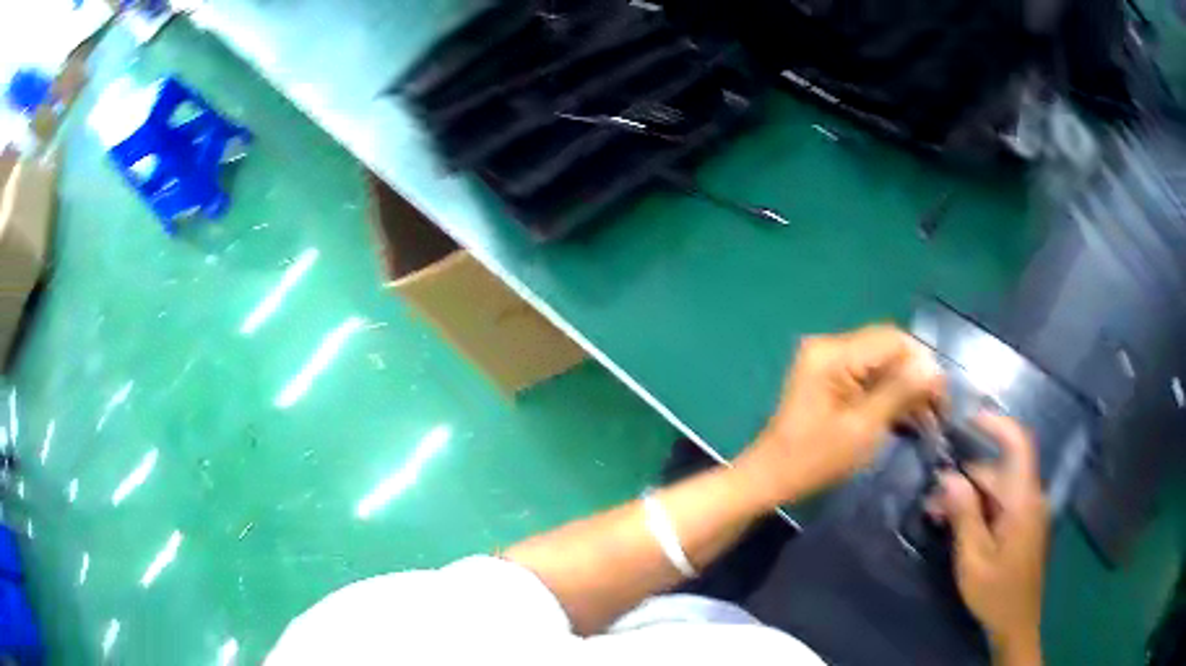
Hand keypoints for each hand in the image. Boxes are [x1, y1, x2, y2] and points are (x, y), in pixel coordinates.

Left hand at [735, 325, 943, 507]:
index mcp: (834, 353)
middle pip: (888, 349)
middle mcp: (831, 346)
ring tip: (930, 418)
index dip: (923, 363)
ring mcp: (829, 361)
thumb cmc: (814, 459)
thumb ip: (900, 393)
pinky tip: (909, 417)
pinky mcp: (830, 378)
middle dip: (917, 376)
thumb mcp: (863, 428)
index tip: (943, 396)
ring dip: (906, 388)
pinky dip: (889, 395)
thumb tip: (934, 369)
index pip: (893, 339)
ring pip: (882, 364)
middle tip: (939, 410)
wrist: (771, 477)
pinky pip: (868, 377)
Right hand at [936, 414, 1048, 663]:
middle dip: (966, 479)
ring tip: (938, 518)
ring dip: (969, 498)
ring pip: (998, 490)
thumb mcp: (973, 559)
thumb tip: (949, 477)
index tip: (967, 420)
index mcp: (1023, 501)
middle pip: (999, 472)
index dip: (996, 425)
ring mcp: (1029, 513)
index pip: (1018, 444)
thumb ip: (964, 515)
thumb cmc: (995, 594)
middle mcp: (1030, 499)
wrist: (1016, 625)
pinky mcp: (1024, 527)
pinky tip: (958, 527)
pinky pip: (1002, 506)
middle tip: (932, 502)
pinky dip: (980, 510)